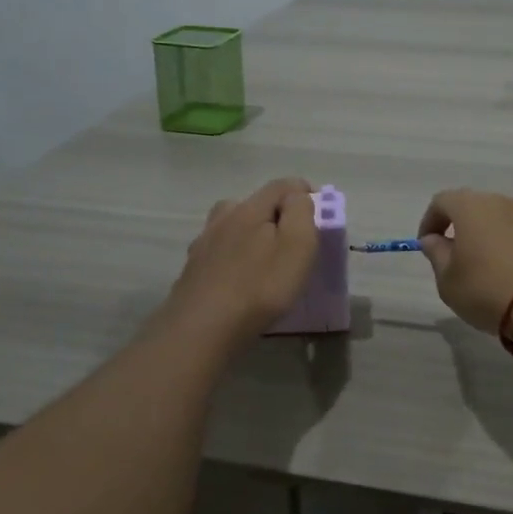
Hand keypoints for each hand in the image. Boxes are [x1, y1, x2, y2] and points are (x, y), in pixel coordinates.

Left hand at [160, 178, 318, 346]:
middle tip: (292, 241)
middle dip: (276, 214)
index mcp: (249, 208)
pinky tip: (238, 278)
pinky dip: (233, 258)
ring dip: (250, 234)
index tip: (320, 214)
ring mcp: (203, 244)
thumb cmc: (260, 286)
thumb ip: (301, 213)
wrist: (203, 328)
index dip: (304, 192)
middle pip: (253, 203)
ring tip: (264, 259)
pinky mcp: (192, 270)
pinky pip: (219, 253)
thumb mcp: (297, 245)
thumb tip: (298, 196)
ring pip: (231, 227)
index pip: (281, 185)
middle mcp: (222, 218)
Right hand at [417, 188, 512, 334]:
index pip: (442, 201)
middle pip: (477, 205)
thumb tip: (433, 239)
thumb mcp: (447, 281)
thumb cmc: (486, 291)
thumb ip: (436, 254)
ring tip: (495, 258)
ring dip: (498, 229)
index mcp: (470, 207)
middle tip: (459, 254)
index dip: (431, 220)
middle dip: (465, 224)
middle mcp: (503, 202)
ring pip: (509, 213)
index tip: (428, 244)